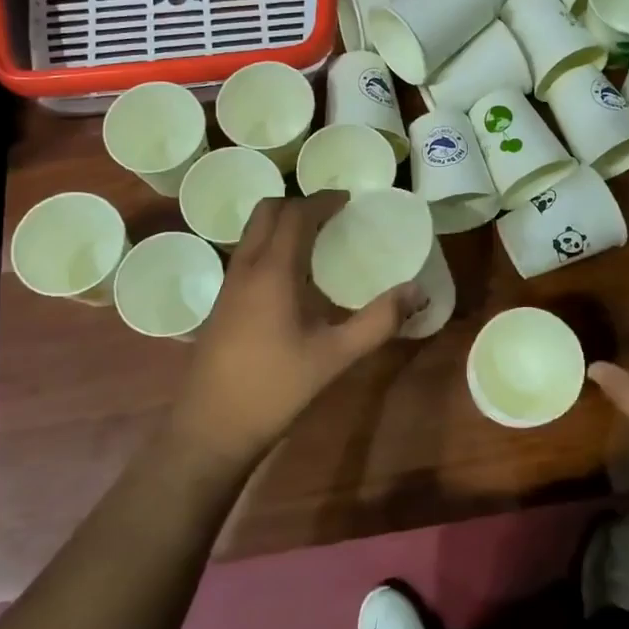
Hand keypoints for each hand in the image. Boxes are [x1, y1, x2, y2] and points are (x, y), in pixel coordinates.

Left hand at [174, 192, 421, 465]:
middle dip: (299, 204)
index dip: (322, 200)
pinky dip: (271, 245)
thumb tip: (417, 290)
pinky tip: (293, 277)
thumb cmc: (276, 388)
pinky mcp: (221, 304)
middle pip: (266, 212)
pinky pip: (247, 254)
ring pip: (252, 232)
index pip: (295, 214)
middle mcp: (245, 268)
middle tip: (332, 215)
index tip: (348, 200)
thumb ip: (379, 321)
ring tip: (316, 239)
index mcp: (273, 271)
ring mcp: (228, 286)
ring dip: (282, 223)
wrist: (210, 429)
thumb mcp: (336, 356)